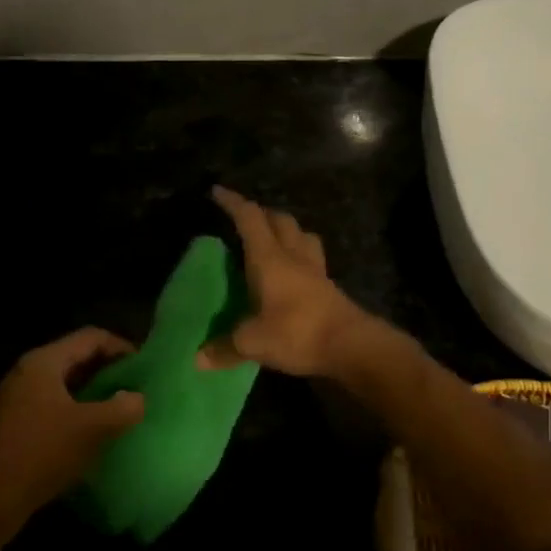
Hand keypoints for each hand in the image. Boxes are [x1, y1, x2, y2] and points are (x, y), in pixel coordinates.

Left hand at [0, 327, 144, 537]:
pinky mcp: (17, 420)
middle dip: (108, 368)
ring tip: (120, 406)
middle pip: (77, 356)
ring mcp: (19, 396)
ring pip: (66, 381)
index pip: (90, 337)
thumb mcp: (91, 429)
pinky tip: (94, 428)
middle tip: (136, 385)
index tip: (144, 366)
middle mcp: (29, 371)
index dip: (120, 346)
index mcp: (44, 361)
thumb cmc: (42, 453)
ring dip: (94, 389)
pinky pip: (55, 401)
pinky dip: (78, 406)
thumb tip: (138, 398)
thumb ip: (122, 408)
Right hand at [203, 187, 373, 378]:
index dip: (233, 203)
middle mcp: (293, 256)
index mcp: (269, 258)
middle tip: (245, 218)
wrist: (352, 346)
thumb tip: (197, 359)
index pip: (249, 219)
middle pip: (280, 220)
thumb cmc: (298, 332)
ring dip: (286, 229)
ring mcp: (315, 270)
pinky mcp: (329, 287)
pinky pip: (312, 258)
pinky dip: (300, 254)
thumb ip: (225, 348)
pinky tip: (294, 271)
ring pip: (302, 235)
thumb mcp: (253, 342)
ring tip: (273, 238)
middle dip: (261, 213)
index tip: (217, 192)